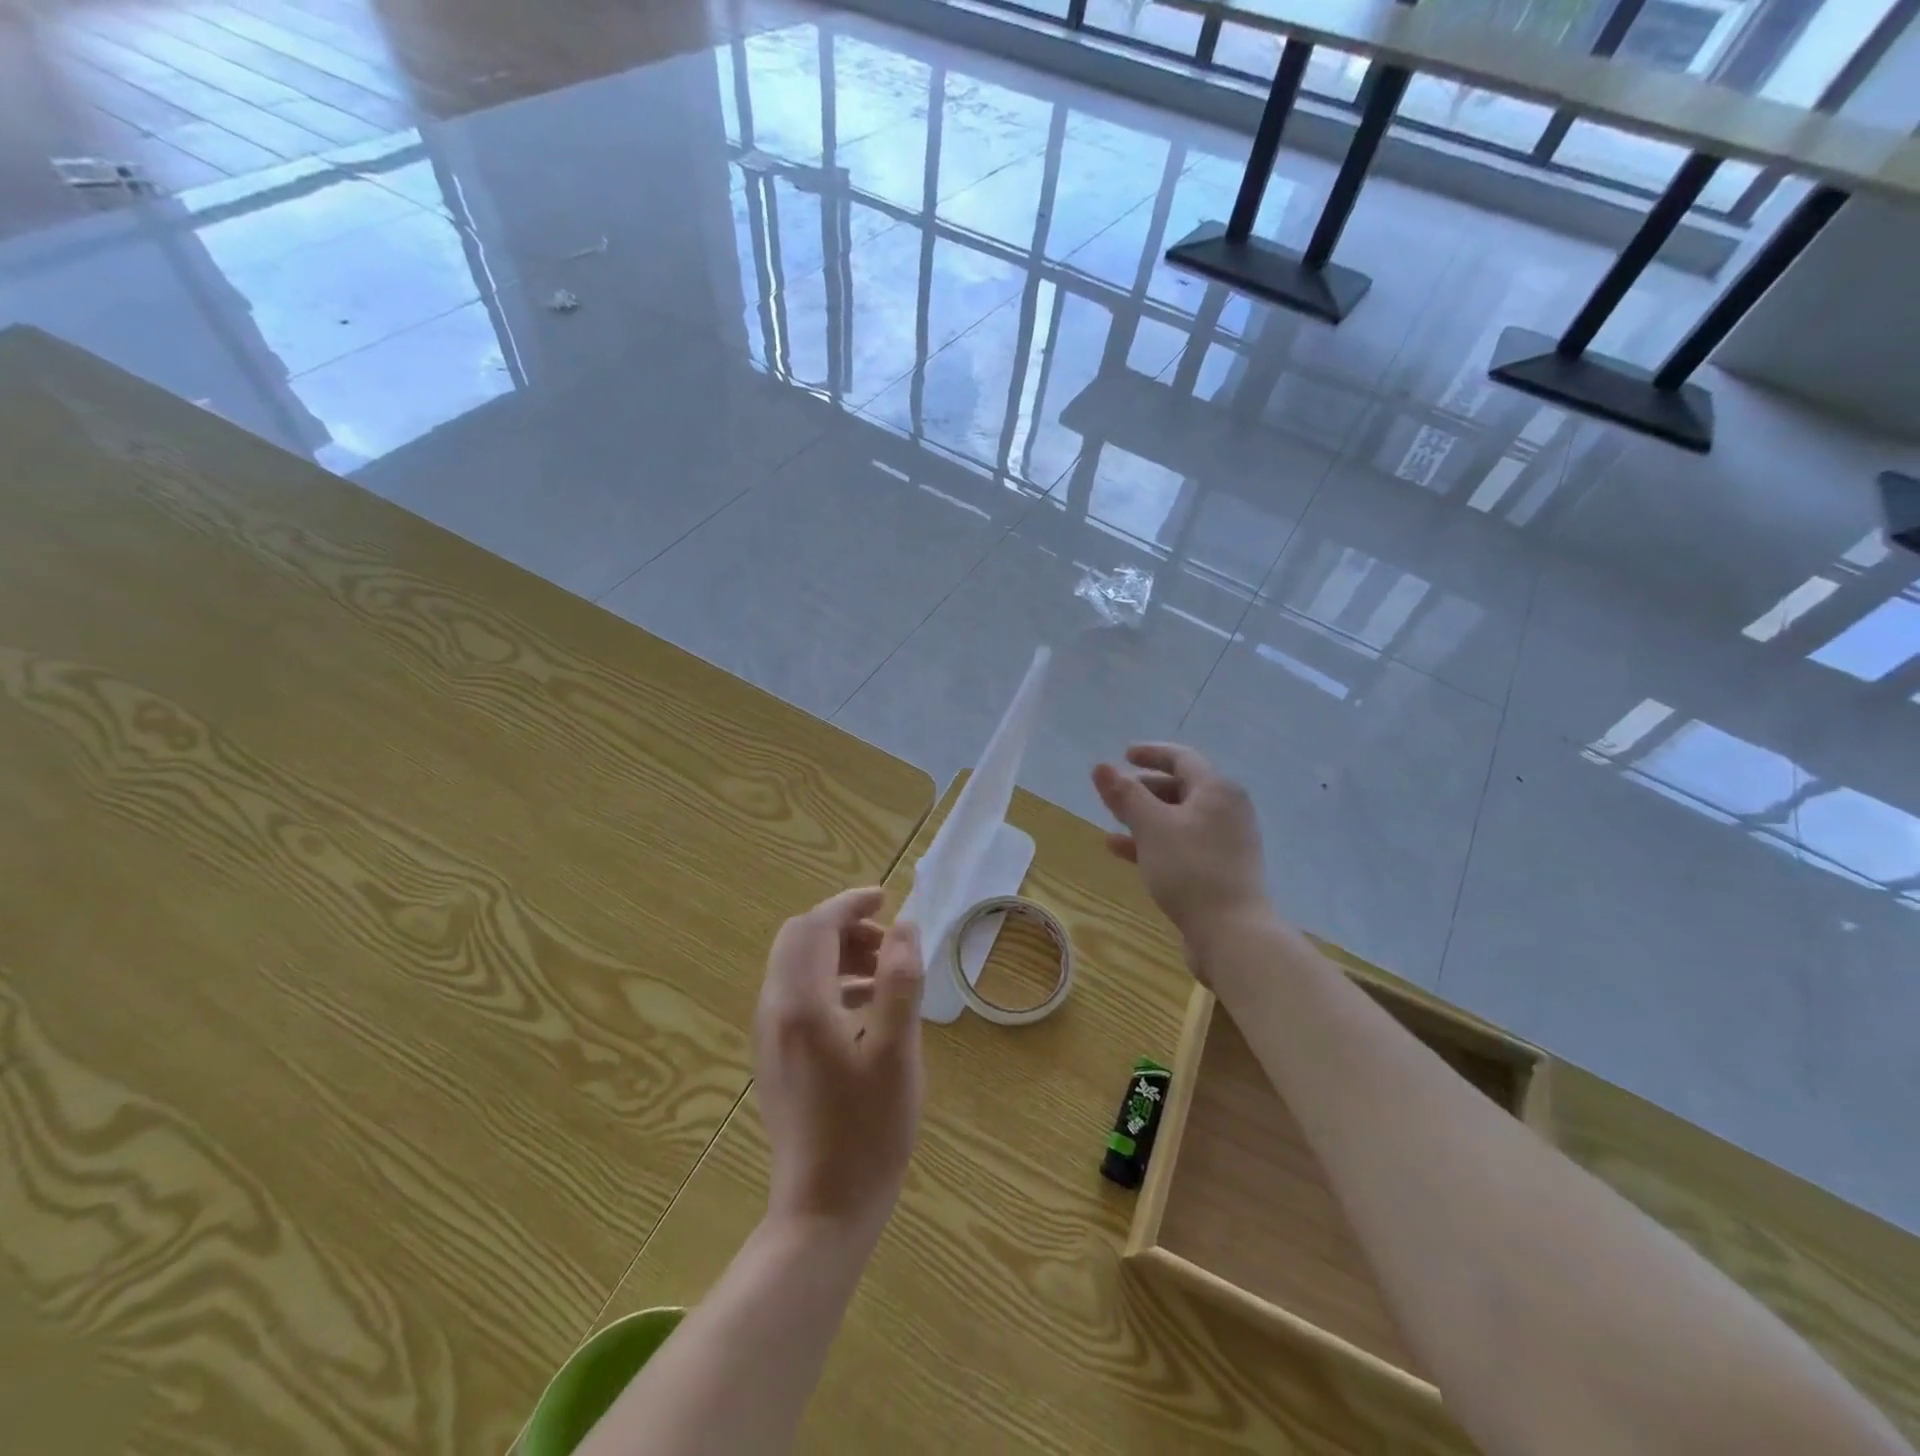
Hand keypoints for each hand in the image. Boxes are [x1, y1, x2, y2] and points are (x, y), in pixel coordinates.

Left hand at [754, 888, 924, 1244]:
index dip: (850, 904)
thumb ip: (900, 981)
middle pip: (799, 940)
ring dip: (838, 954)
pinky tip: (867, 1009)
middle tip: (889, 943)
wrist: (823, 1211)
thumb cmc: (867, 1130)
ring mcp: (771, 1036)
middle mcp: (775, 1010)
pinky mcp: (776, 1058)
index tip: (886, 899)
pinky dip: (830, 983)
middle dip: (843, 928)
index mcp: (801, 1003)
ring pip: (797, 967)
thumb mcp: (897, 1051)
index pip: (816, 926)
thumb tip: (905, 927)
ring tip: (886, 973)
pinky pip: (797, 996)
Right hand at [1092, 743, 1271, 963]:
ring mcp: (1226, 843)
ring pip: (1179, 819)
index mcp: (1217, 790)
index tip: (1124, 754)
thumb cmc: (1190, 869)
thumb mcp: (1151, 827)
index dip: (1151, 753)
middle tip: (1114, 793)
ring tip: (1113, 820)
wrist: (1232, 934)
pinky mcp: (1219, 870)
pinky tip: (1120, 850)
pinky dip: (1153, 842)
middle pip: (1182, 788)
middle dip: (1145, 788)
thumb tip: (1101, 767)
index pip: (1182, 758)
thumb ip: (1125, 795)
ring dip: (1145, 817)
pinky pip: (1181, 844)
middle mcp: (1227, 810)